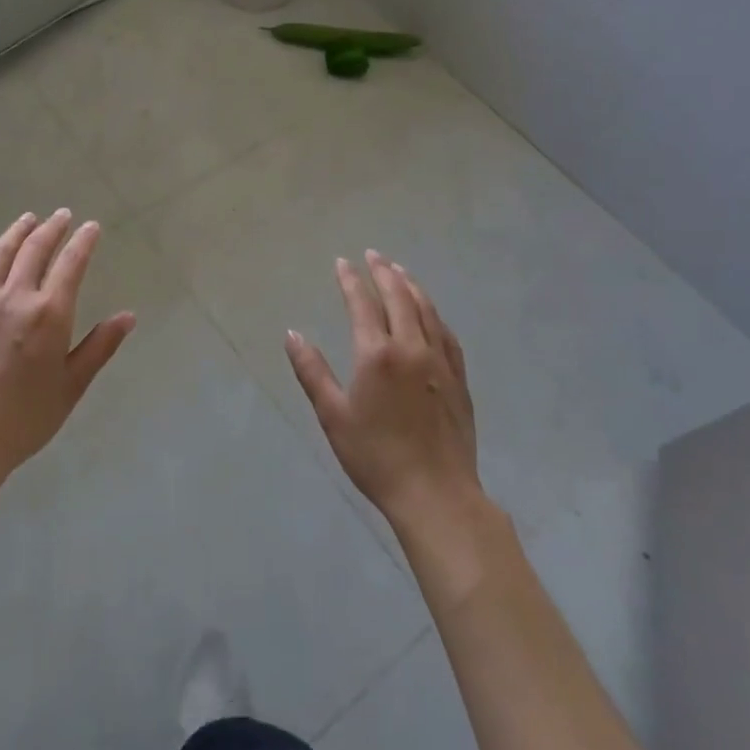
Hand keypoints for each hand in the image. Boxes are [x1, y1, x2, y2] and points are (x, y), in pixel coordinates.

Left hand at [0, 210, 134, 505]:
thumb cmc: (28, 416)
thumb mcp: (73, 384)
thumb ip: (100, 345)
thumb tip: (128, 316)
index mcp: (50, 313)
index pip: (71, 264)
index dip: (83, 242)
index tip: (91, 227)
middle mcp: (17, 297)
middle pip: (35, 250)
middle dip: (52, 228)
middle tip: (62, 215)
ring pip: (2, 253)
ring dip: (18, 232)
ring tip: (28, 219)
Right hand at [285, 250, 484, 530]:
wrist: (435, 494)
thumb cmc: (375, 456)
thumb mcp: (333, 415)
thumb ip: (312, 371)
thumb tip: (292, 334)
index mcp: (376, 354)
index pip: (362, 303)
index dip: (350, 280)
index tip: (342, 262)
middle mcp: (410, 347)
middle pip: (398, 297)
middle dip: (383, 272)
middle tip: (373, 255)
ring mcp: (439, 361)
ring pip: (426, 310)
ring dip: (410, 285)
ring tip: (399, 270)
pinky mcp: (458, 378)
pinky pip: (446, 333)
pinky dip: (434, 313)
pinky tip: (430, 312)